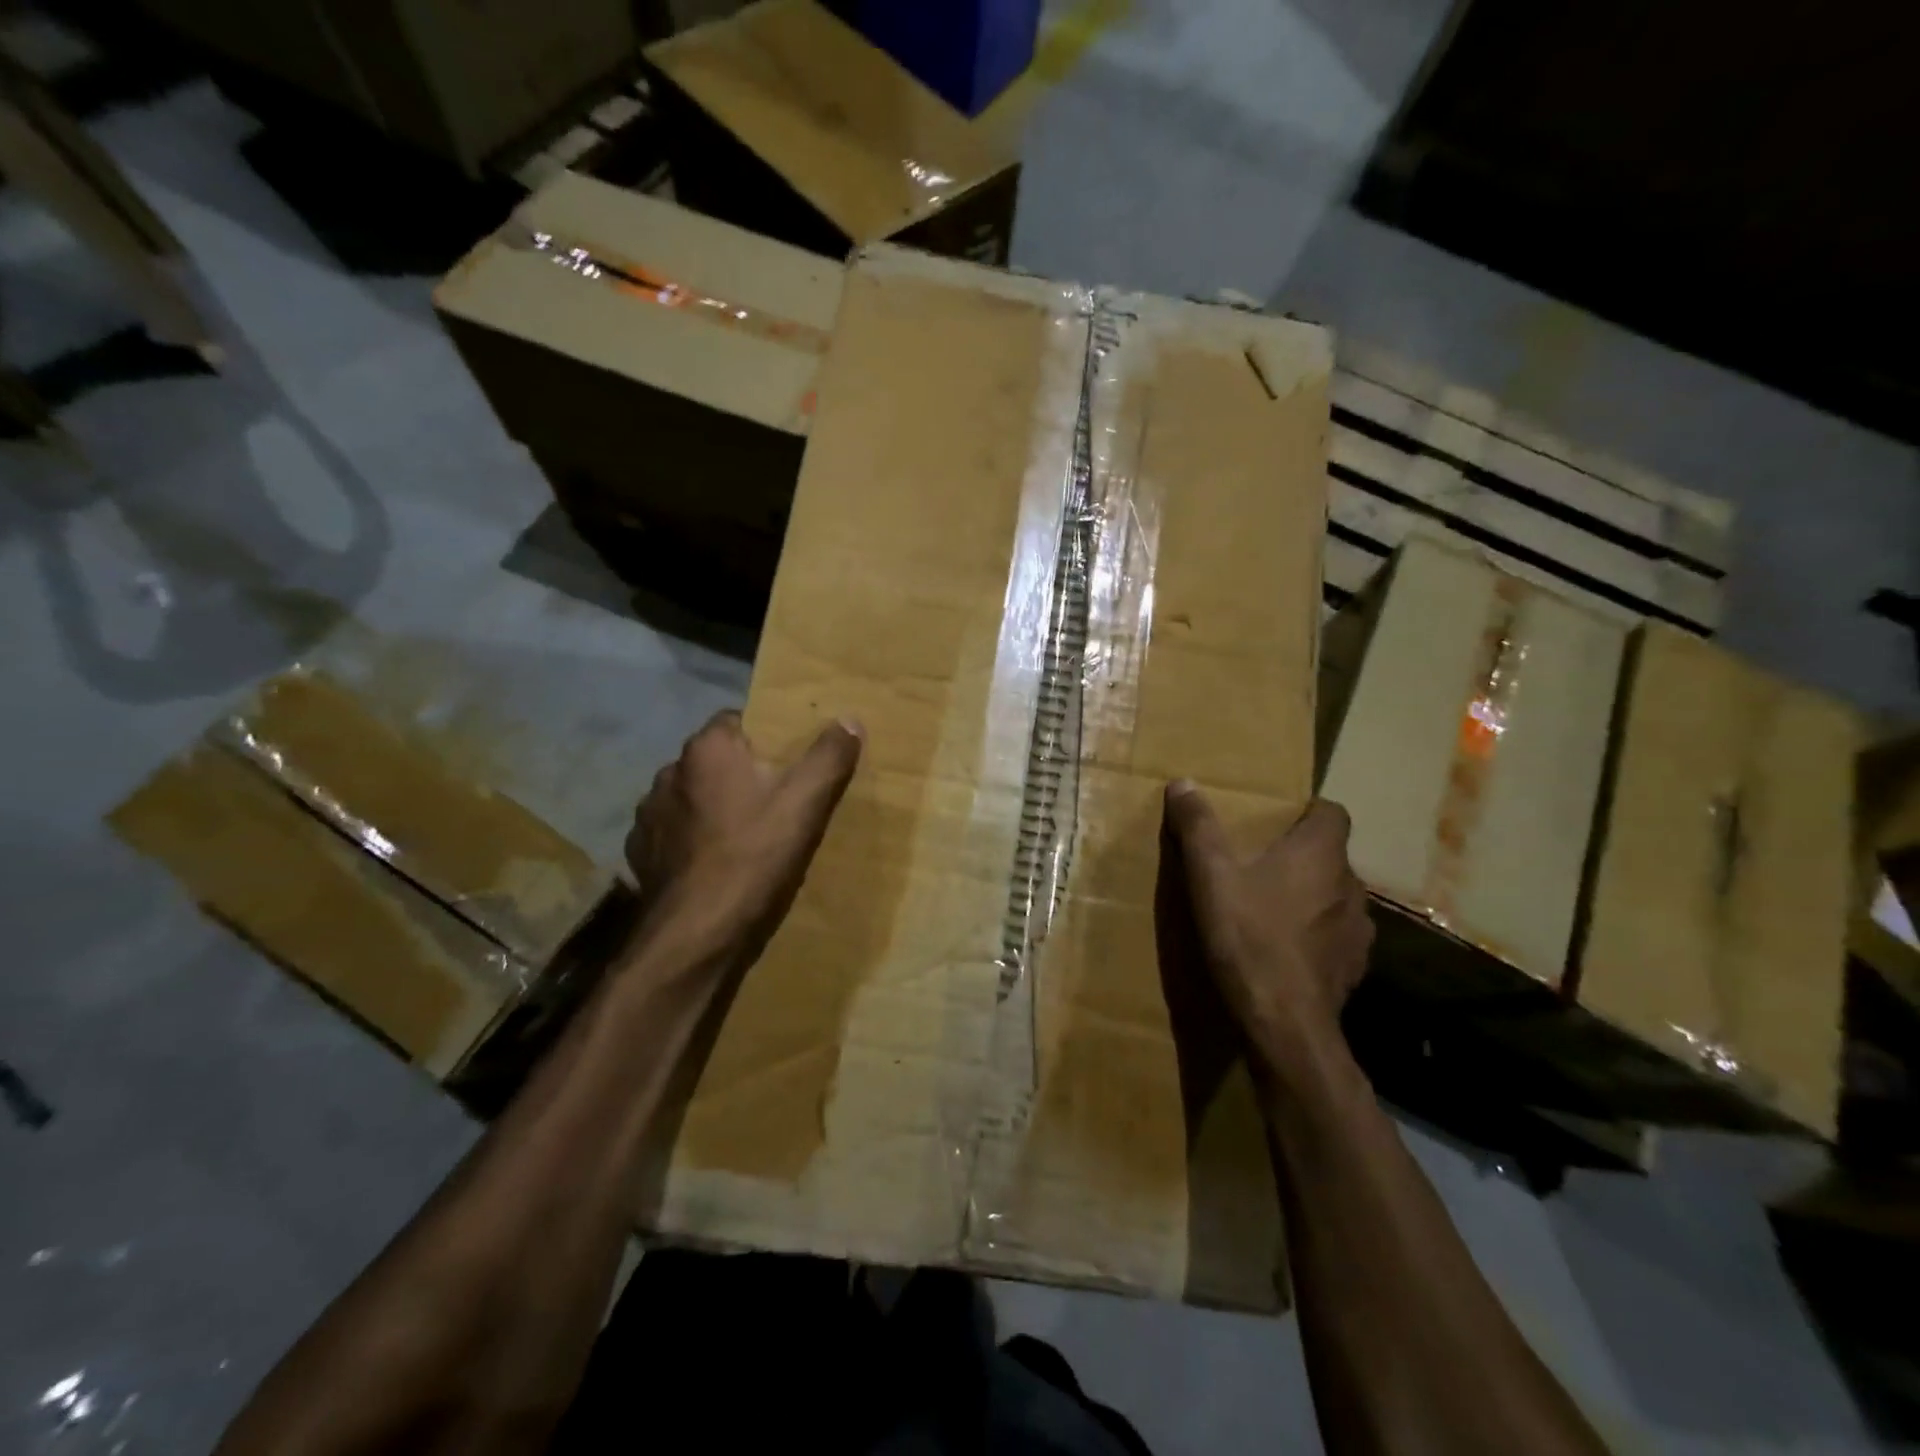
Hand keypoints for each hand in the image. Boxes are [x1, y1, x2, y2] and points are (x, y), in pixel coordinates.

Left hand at [623, 710, 861, 977]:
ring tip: (744, 834)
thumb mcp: (806, 804)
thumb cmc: (754, 857)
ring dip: (712, 806)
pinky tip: (714, 863)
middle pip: (714, 760)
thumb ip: (829, 757)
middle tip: (775, 800)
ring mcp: (649, 814)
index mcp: (707, 749)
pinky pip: (674, 832)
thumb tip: (848, 720)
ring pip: (692, 796)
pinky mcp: (640, 852)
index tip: (789, 762)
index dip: (765, 737)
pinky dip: (693, 840)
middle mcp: (669, 771)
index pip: (737, 720)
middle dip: (740, 773)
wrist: (698, 934)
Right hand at [1162, 783, 1373, 1066]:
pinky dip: (1316, 937)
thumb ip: (1198, 826)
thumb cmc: (1248, 935)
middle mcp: (1350, 884)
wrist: (1283, 1022)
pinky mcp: (1355, 967)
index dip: (1308, 811)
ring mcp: (1359, 929)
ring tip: (1273, 910)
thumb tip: (1183, 782)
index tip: (1278, 820)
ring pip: (1335, 898)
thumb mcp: (1210, 875)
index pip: (1333, 812)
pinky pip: (1336, 938)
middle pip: (1331, 856)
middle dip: (1301, 857)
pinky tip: (1286, 952)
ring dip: (1311, 898)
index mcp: (1320, 854)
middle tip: (1261, 865)